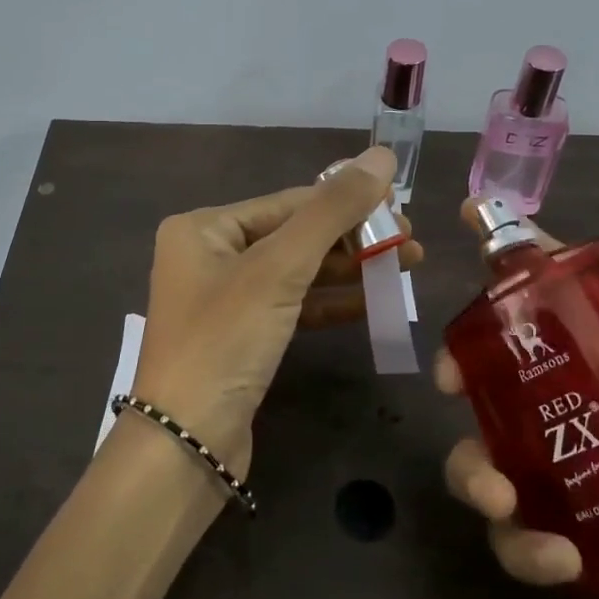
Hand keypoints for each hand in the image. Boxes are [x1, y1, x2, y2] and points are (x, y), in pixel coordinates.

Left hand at [133, 146, 415, 475]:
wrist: (186, 443)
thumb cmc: (225, 340)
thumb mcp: (279, 269)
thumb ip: (332, 211)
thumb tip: (381, 155)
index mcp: (203, 227)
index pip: (289, 202)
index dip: (348, 203)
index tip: (402, 209)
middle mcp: (208, 255)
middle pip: (294, 235)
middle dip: (353, 239)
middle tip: (412, 245)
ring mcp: (224, 298)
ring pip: (297, 272)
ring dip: (348, 270)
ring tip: (406, 267)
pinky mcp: (241, 337)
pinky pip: (292, 306)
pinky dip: (330, 303)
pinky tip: (372, 303)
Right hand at [437, 202, 598, 598]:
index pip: (574, 296)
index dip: (519, 258)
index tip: (469, 220)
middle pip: (506, 371)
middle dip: (464, 365)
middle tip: (452, 382)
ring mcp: (587, 481)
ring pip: (492, 454)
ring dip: (473, 469)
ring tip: (501, 499)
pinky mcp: (584, 548)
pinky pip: (522, 538)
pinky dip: (521, 546)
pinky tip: (560, 559)